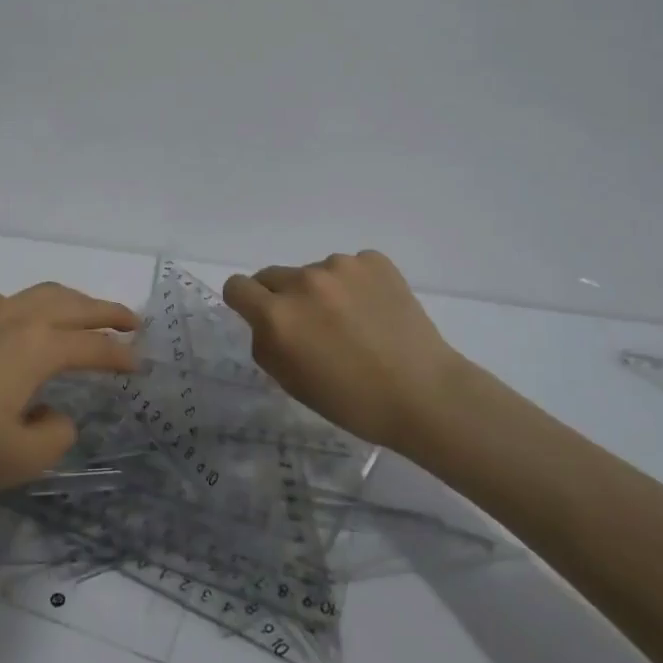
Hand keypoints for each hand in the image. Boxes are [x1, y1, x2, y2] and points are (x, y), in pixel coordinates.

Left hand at [0, 282, 138, 493]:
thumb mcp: (17, 458)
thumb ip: (54, 435)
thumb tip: (56, 414)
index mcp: (39, 346)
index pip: (93, 346)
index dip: (121, 356)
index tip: (140, 365)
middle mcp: (17, 318)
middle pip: (73, 304)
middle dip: (106, 311)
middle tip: (131, 320)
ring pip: (40, 294)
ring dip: (71, 301)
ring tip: (84, 315)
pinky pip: (9, 302)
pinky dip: (34, 306)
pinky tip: (25, 324)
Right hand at [222, 250, 475, 451]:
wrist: (425, 394)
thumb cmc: (352, 401)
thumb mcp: (292, 382)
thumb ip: (267, 343)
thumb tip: (264, 321)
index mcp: (278, 315)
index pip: (237, 286)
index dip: (245, 302)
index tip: (260, 317)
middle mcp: (304, 281)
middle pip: (273, 276)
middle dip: (282, 298)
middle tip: (311, 327)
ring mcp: (341, 266)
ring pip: (314, 272)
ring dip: (321, 291)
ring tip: (353, 323)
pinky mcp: (374, 261)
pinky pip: (350, 268)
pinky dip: (355, 285)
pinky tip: (375, 312)